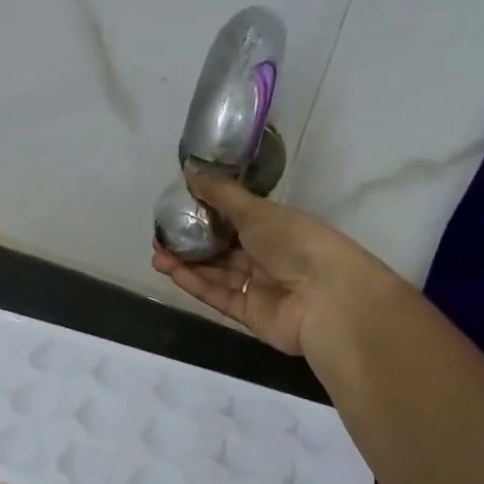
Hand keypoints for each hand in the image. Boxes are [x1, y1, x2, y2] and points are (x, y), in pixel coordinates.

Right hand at [150, 171, 354, 355]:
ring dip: (186, 262)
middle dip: (191, 241)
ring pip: (216, 272)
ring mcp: (258, 286)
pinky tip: (170, 270)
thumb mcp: (257, 211)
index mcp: (277, 227)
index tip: (177, 207)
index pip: (236, 218)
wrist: (326, 300)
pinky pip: (217, 295)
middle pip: (223, 247)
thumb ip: (220, 194)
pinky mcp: (248, 313)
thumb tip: (189, 170)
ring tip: (157, 253)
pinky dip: (195, 283)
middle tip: (160, 234)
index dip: (207, 213)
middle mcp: (268, 256)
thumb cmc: (296, 243)